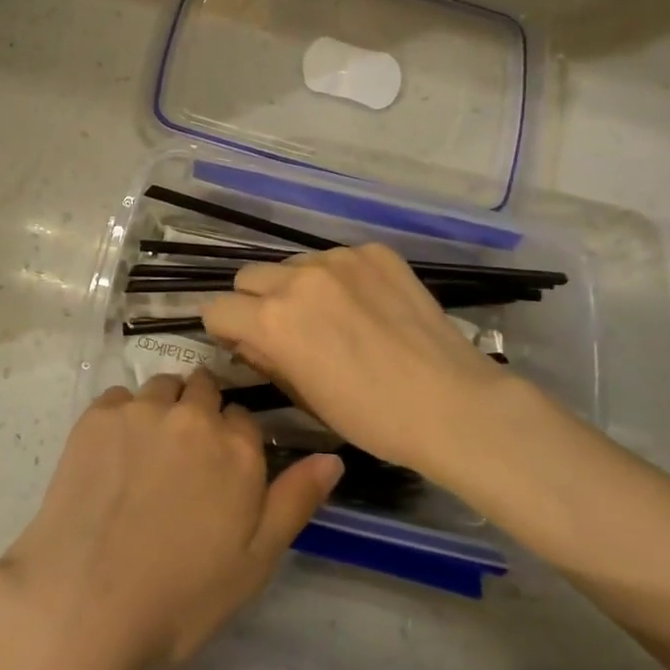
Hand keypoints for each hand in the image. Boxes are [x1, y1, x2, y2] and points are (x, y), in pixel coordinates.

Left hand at [0, 371, 340, 669]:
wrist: (85, 602)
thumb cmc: (180, 596)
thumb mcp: (255, 562)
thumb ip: (295, 500)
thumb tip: (334, 456)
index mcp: (237, 448)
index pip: (244, 419)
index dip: (233, 442)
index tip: (219, 470)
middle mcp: (193, 415)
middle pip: (204, 390)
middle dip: (200, 414)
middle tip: (183, 460)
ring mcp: (142, 410)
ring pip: (163, 388)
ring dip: (164, 408)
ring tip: (148, 454)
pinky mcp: (97, 415)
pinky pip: (121, 397)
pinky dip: (124, 416)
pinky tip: (113, 456)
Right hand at [201, 244, 541, 478]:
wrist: (452, 404)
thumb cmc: (371, 417)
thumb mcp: (304, 397)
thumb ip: (265, 359)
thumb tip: (249, 340)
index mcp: (273, 319)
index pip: (216, 307)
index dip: (224, 329)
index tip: (243, 343)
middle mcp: (298, 278)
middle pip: (249, 276)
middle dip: (255, 302)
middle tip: (284, 330)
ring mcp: (339, 259)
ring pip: (294, 264)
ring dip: (298, 287)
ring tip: (332, 317)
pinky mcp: (374, 252)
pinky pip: (337, 259)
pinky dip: (340, 279)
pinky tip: (367, 307)